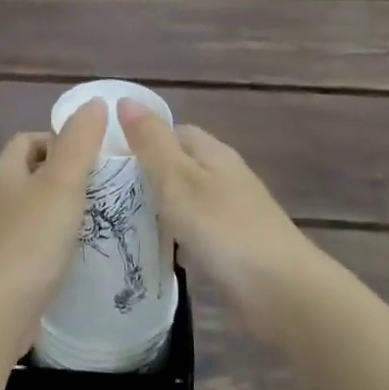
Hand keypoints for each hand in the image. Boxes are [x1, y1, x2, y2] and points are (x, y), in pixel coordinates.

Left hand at [0, 100, 107, 357]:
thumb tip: (94, 102)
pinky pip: (24, 239)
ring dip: (53, 208)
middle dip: (59, 175)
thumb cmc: (31, 241)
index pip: (29, 139)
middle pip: (26, 173)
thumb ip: (79, 142)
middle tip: (97, 188)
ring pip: (26, 208)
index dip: (59, 140)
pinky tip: (66, 254)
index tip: (92, 158)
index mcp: (1, 171)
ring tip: (89, 220)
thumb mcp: (62, 184)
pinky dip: (45, 239)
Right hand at [118, 100, 313, 317]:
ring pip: (188, 201)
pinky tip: (158, 254)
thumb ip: (151, 142)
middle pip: (181, 166)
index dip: (142, 139)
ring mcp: (234, 213)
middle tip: (108, 194)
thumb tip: (126, 100)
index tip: (109, 159)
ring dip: (161, 209)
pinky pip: (197, 232)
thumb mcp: (177, 179)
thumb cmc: (222, 228)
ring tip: (121, 223)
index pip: (174, 131)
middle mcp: (226, 177)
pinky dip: (176, 238)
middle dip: (148, 176)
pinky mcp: (235, 247)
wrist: (280, 289)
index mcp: (213, 153)